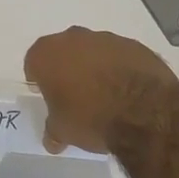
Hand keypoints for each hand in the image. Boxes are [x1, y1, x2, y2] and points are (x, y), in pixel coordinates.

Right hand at [24, 27, 178, 154]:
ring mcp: (106, 38)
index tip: (46, 93)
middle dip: (66, 68)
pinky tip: (127, 90)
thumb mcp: (64, 130)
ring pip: (93, 50)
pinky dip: (119, 68)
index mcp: (47, 54)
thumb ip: (53, 129)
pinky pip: (119, 55)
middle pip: (63, 51)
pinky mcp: (134, 45)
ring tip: (104, 94)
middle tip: (73, 93)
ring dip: (94, 66)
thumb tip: (51, 139)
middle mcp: (73, 38)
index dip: (38, 78)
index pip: (34, 61)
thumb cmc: (91, 117)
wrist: (144, 111)